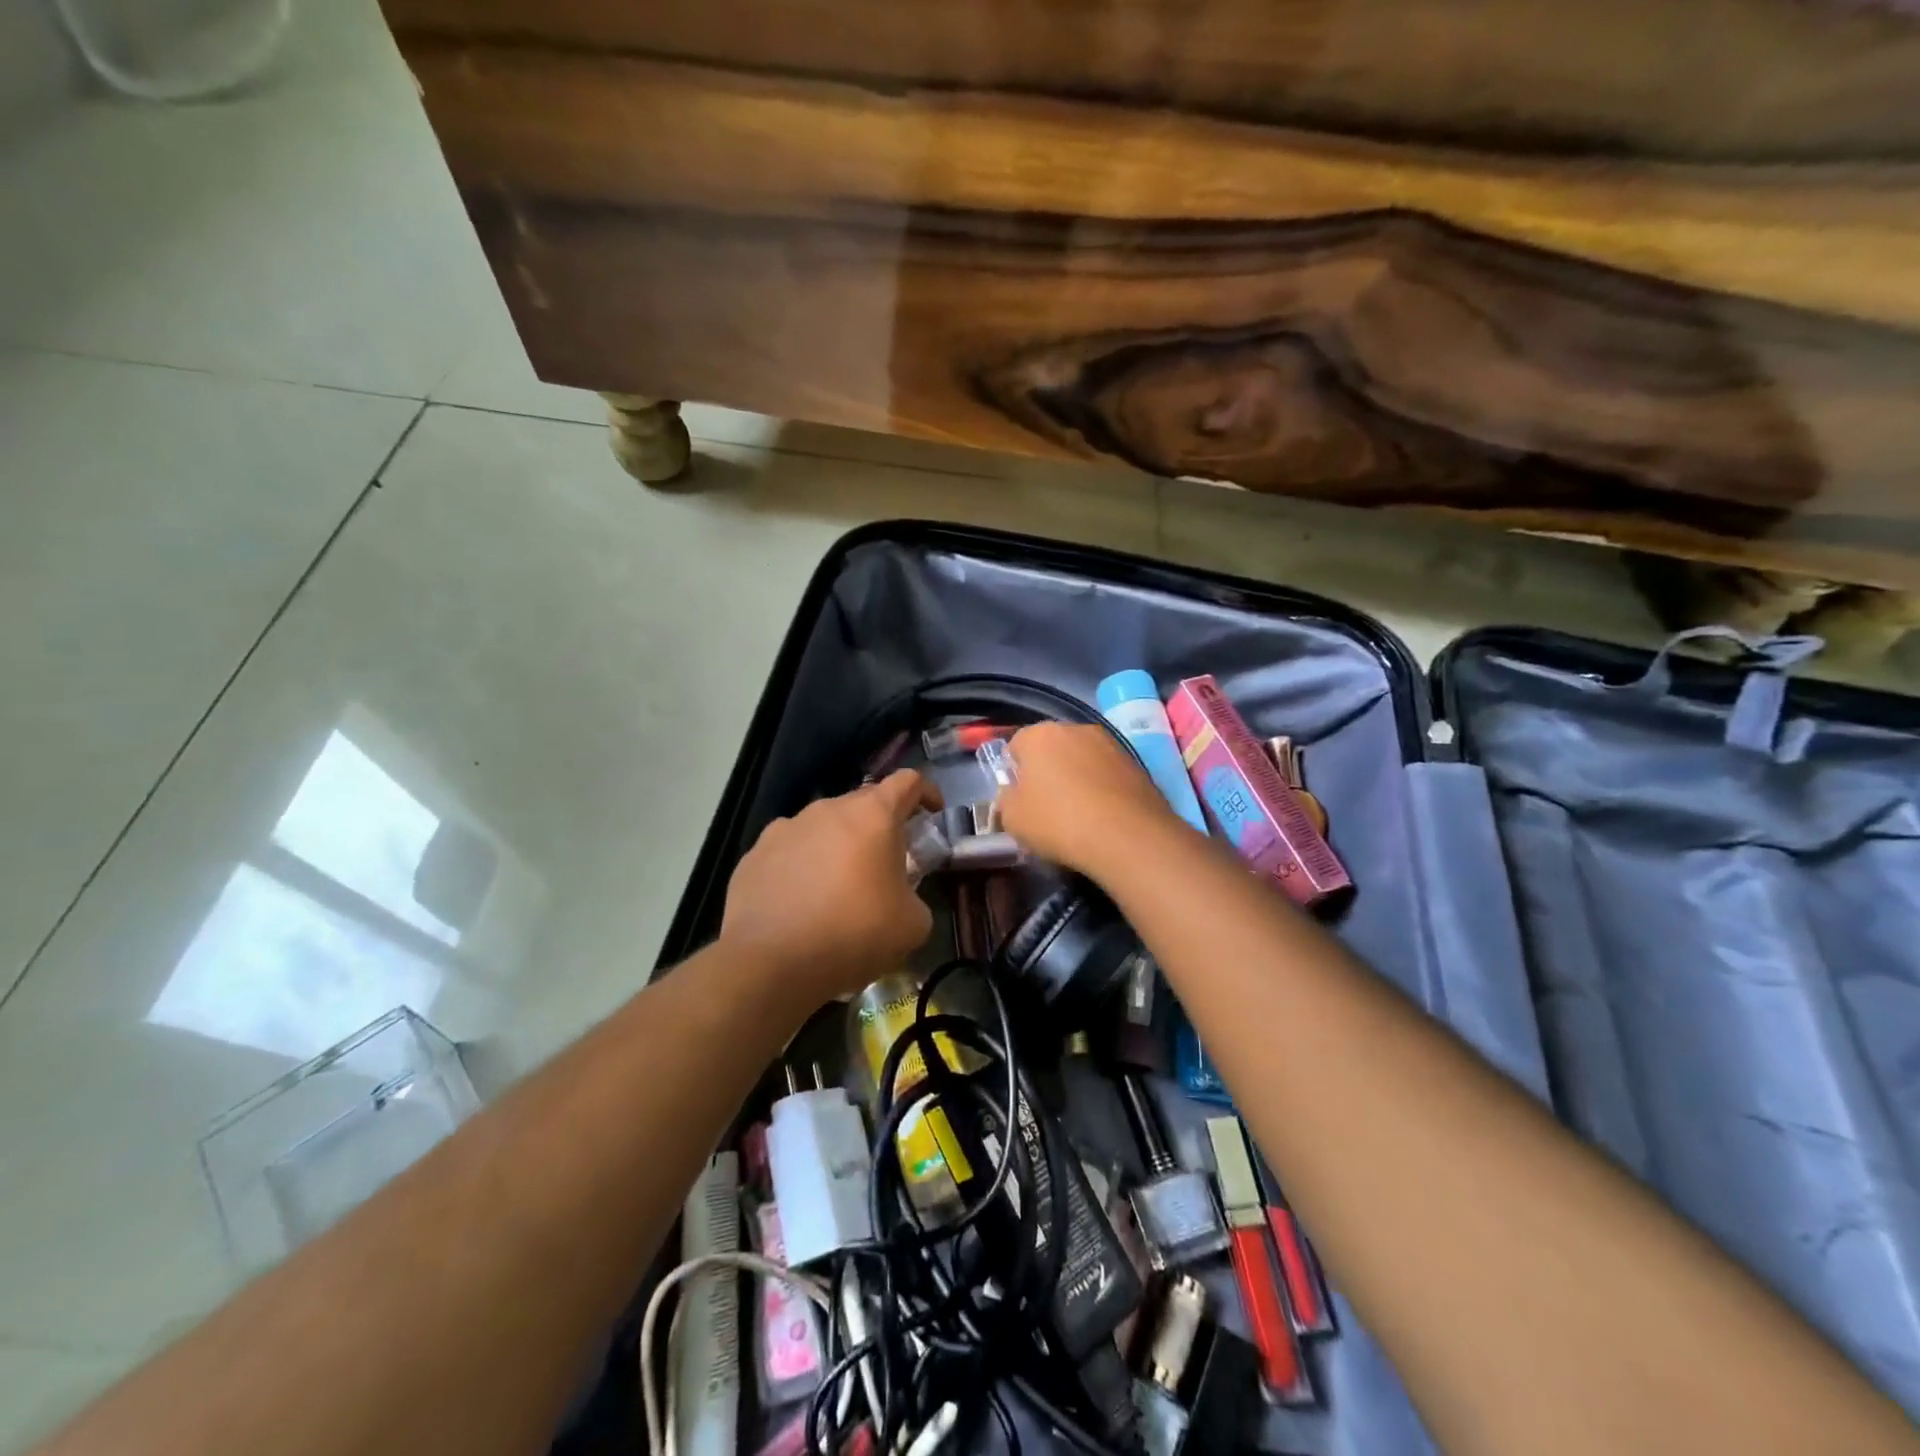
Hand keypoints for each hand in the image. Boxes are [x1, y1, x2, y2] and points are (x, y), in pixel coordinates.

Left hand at [721, 770, 942, 1000]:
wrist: (771, 962)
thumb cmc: (854, 934)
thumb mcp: (913, 924)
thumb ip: (916, 897)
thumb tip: (900, 898)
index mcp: (873, 816)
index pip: (908, 782)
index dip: (926, 793)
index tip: (932, 815)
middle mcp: (827, 809)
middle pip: (863, 803)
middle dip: (880, 826)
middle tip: (887, 862)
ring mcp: (785, 828)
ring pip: (823, 827)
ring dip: (838, 846)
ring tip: (838, 887)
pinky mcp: (754, 854)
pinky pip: (789, 852)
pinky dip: (802, 867)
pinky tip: (801, 901)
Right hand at [997, 723, 1180, 876]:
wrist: (1128, 837)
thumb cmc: (1059, 821)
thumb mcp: (1013, 818)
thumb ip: (1006, 800)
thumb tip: (1013, 794)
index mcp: (1040, 735)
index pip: (1016, 746)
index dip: (1013, 773)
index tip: (1018, 800)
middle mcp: (1075, 729)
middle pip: (1051, 749)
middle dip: (1046, 772)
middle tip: (1046, 807)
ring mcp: (1110, 744)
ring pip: (1082, 759)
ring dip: (1076, 778)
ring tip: (1078, 814)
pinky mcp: (1137, 763)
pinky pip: (1107, 774)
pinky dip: (1101, 788)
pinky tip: (1102, 816)